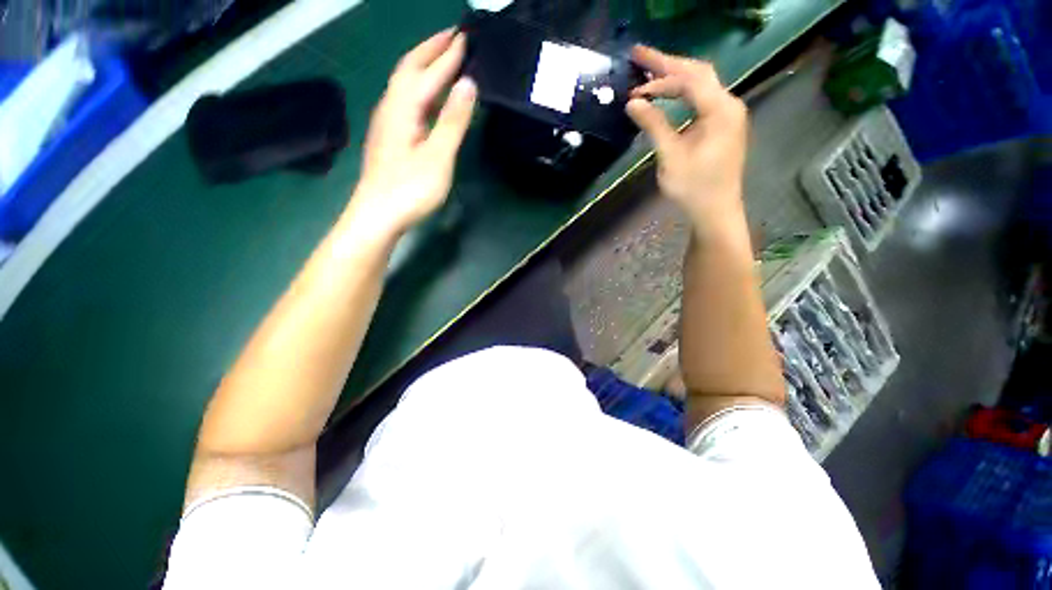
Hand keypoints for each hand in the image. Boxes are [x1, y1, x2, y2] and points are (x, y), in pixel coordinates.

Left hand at [349, 30, 476, 237]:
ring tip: (444, 60)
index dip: (447, 55)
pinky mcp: (390, 139)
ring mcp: (388, 124)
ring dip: (425, 67)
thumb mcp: (438, 156)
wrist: (377, 216)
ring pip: (406, 85)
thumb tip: (468, 85)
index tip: (466, 37)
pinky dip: (421, 91)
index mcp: (403, 108)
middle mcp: (391, 109)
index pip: (427, 72)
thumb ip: (453, 120)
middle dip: (431, 49)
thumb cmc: (409, 189)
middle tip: (454, 36)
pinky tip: (429, 99)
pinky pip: (406, 103)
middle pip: (409, 69)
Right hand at [626, 46, 748, 233]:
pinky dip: (683, 91)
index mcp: (720, 110)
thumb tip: (633, 103)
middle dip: (667, 63)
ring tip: (649, 69)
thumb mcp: (670, 157)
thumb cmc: (694, 187)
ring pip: (701, 83)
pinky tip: (668, 92)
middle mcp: (729, 104)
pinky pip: (702, 98)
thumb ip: (654, 126)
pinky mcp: (722, 124)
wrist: (716, 210)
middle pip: (697, 73)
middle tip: (639, 54)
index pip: (689, 81)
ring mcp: (728, 114)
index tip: (634, 92)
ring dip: (675, 75)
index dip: (659, 82)